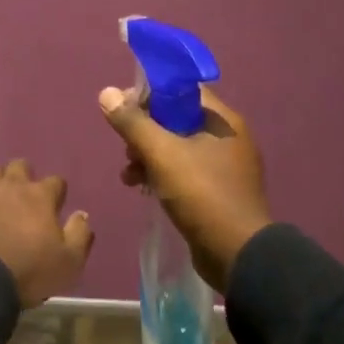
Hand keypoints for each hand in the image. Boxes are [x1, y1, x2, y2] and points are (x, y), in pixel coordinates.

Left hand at [0, 160, 93, 308]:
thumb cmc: (27, 272)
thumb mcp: (68, 262)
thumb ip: (79, 234)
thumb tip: (81, 214)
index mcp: (39, 196)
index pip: (55, 182)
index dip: (56, 193)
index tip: (55, 207)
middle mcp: (9, 185)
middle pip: (20, 167)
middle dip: (24, 178)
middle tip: (23, 200)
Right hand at [99, 86, 271, 293]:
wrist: (236, 254)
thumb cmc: (201, 194)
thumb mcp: (161, 154)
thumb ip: (132, 123)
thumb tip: (106, 93)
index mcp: (222, 120)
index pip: (182, 89)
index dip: (150, 93)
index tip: (123, 108)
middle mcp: (227, 137)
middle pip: (177, 118)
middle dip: (144, 130)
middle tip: (126, 148)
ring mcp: (224, 166)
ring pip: (177, 146)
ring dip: (148, 155)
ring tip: (128, 175)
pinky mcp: (217, 191)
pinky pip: (184, 171)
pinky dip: (161, 174)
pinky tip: (141, 188)